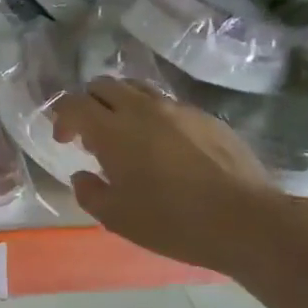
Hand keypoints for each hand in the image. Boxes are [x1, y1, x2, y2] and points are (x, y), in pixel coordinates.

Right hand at [52, 77, 289, 271]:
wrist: (246, 220)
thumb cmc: (173, 222)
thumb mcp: (117, 218)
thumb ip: (90, 192)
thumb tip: (82, 175)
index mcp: (113, 130)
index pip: (74, 103)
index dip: (62, 117)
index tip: (64, 140)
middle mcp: (142, 109)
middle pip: (104, 85)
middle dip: (89, 103)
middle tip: (91, 135)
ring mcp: (178, 109)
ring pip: (137, 88)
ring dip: (121, 104)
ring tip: (126, 135)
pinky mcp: (206, 117)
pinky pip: (168, 104)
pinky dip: (153, 115)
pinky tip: (164, 147)